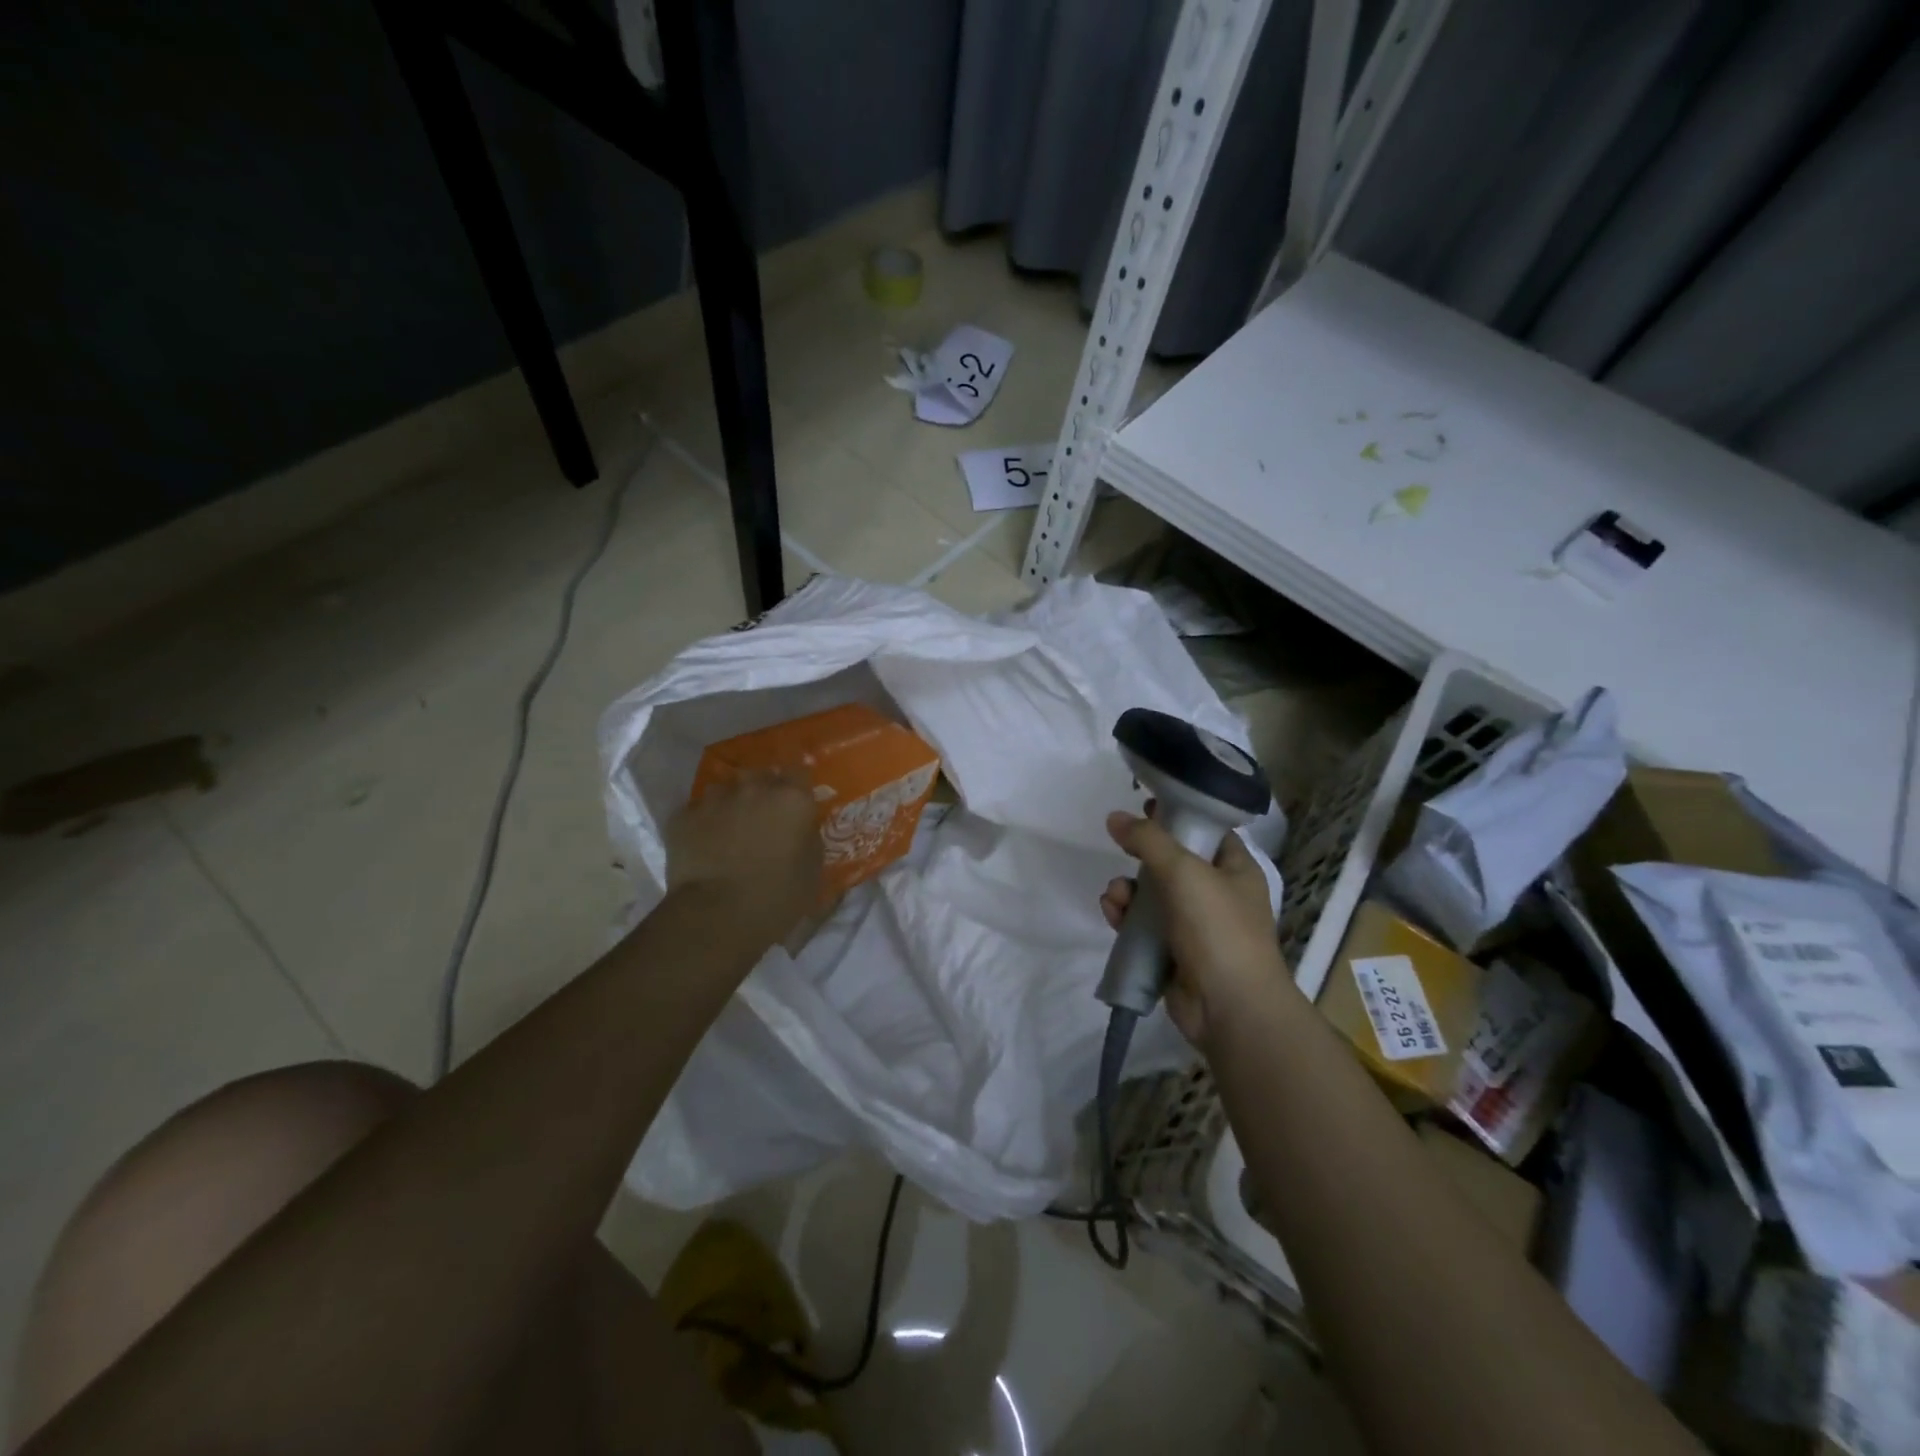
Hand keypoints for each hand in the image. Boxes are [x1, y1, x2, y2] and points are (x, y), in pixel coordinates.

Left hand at [667, 769, 822, 944]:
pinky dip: (702, 824)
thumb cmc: (777, 897)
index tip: (796, 805)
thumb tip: (800, 830)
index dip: (797, 788)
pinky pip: (696, 813)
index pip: (799, 772)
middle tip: (763, 819)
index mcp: (792, 798)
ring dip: (730, 805)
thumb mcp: (812, 870)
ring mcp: (714, 799)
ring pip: (725, 791)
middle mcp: (754, 787)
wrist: (716, 916)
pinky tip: (703, 846)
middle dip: (762, 792)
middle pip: (760, 776)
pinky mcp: (683, 816)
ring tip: (729, 832)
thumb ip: (808, 838)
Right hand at [1099, 810, 1294, 1046]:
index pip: (1207, 830)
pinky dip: (1126, 918)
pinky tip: (1113, 914)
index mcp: (1235, 870)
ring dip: (1129, 890)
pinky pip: (1143, 926)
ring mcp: (1195, 926)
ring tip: (1116, 895)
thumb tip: (1115, 817)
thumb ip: (1148, 840)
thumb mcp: (1184, 871)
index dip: (1178, 815)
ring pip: (1152, 895)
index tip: (1146, 806)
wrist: (1229, 1008)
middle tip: (1121, 845)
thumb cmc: (1218, 929)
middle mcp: (1217, 894)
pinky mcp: (1172, 953)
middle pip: (1173, 862)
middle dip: (1142, 856)